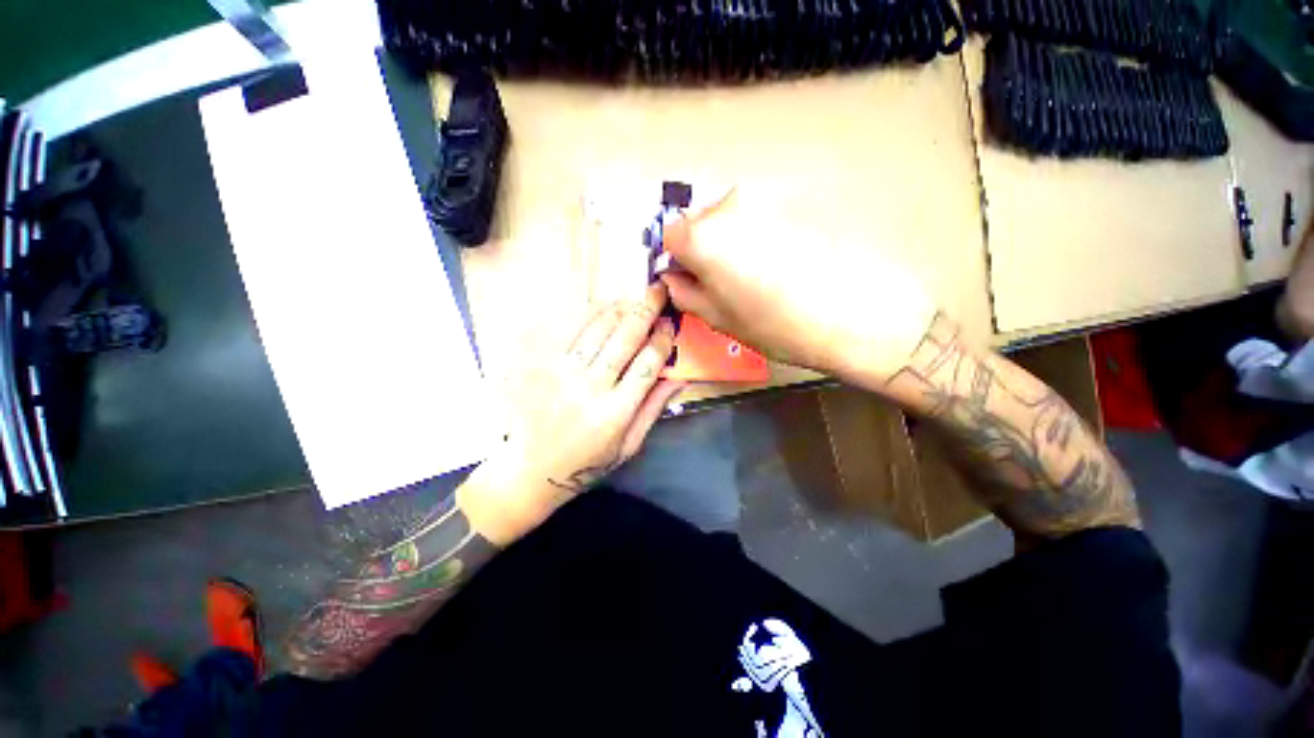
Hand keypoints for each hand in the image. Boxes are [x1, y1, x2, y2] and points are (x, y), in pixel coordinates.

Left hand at [459, 284, 685, 544]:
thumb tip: (678, 378)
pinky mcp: (547, 368)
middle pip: (623, 339)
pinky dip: (592, 315)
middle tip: (658, 291)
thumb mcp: (629, 445)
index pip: (647, 364)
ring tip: (634, 298)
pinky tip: (605, 307)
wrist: (534, 469)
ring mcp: (565, 374)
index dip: (662, 340)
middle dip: (645, 310)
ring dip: (620, 309)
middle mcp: (591, 388)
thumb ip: (653, 409)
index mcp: (616, 413)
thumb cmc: (589, 462)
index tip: (671, 324)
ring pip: (598, 330)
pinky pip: (572, 333)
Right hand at [660, 189, 938, 387]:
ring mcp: (766, 198)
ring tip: (760, 272)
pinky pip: (763, 214)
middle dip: (705, 247)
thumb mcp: (719, 319)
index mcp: (704, 237)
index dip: (677, 258)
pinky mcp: (797, 199)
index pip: (671, 234)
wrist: (855, 314)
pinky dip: (763, 234)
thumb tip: (673, 278)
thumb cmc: (777, 326)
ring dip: (734, 240)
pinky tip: (784, 261)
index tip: (691, 277)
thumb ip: (685, 294)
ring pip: (733, 216)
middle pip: (701, 221)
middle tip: (726, 280)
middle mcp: (730, 205)